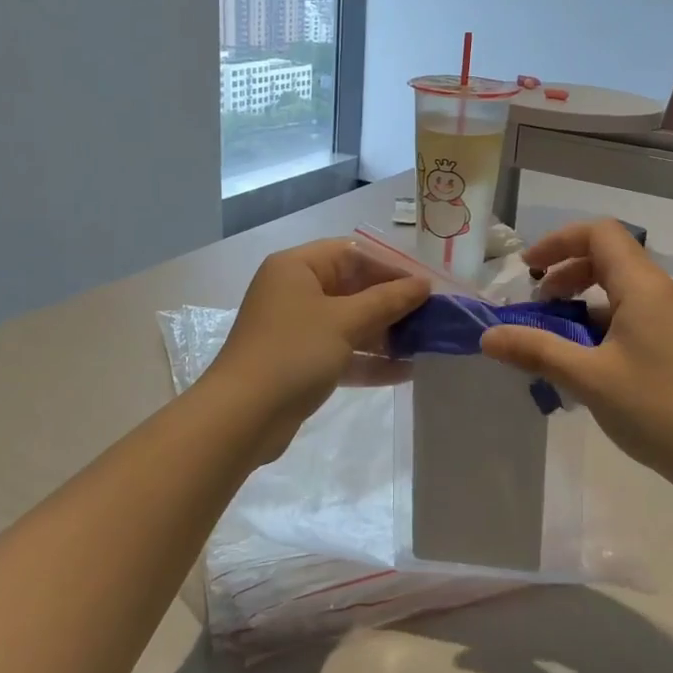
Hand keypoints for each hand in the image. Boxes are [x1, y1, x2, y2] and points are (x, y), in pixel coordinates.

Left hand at [205, 238, 430, 461]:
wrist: (241, 418)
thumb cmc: (293, 353)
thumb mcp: (345, 322)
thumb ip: (387, 301)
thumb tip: (423, 284)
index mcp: (297, 268)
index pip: (353, 254)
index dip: (391, 268)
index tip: (426, 287)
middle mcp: (294, 291)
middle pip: (353, 288)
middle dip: (392, 304)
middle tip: (431, 318)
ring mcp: (296, 328)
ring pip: (349, 322)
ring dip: (385, 334)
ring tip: (425, 345)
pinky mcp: (300, 362)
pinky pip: (341, 351)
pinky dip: (369, 360)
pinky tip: (405, 371)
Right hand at [479, 219, 672, 493]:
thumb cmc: (657, 408)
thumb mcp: (588, 378)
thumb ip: (536, 350)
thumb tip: (487, 336)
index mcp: (643, 286)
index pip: (599, 233)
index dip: (558, 242)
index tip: (528, 271)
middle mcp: (661, 291)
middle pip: (608, 256)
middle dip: (566, 271)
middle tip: (538, 305)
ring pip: (620, 287)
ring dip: (583, 299)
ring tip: (556, 335)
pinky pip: (633, 313)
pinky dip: (602, 321)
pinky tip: (587, 360)